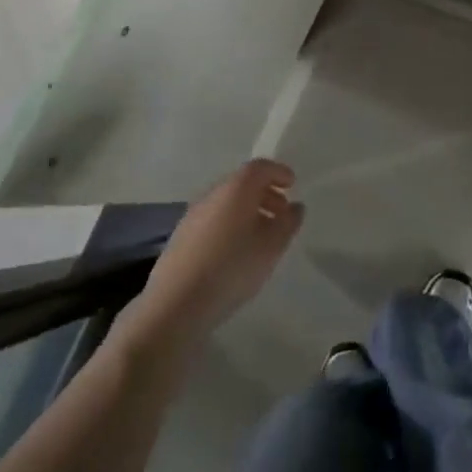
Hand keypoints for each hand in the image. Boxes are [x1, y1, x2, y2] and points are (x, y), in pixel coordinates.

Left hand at [122, 160, 303, 352]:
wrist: (176, 303)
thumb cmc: (232, 268)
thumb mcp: (272, 246)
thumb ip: (288, 222)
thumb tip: (295, 207)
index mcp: (236, 189)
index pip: (259, 167)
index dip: (278, 172)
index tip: (292, 184)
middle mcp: (212, 194)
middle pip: (242, 183)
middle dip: (265, 193)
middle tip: (282, 212)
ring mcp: (193, 215)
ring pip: (227, 202)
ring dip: (248, 210)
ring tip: (262, 235)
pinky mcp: (181, 236)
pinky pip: (214, 219)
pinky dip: (231, 224)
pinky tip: (237, 250)